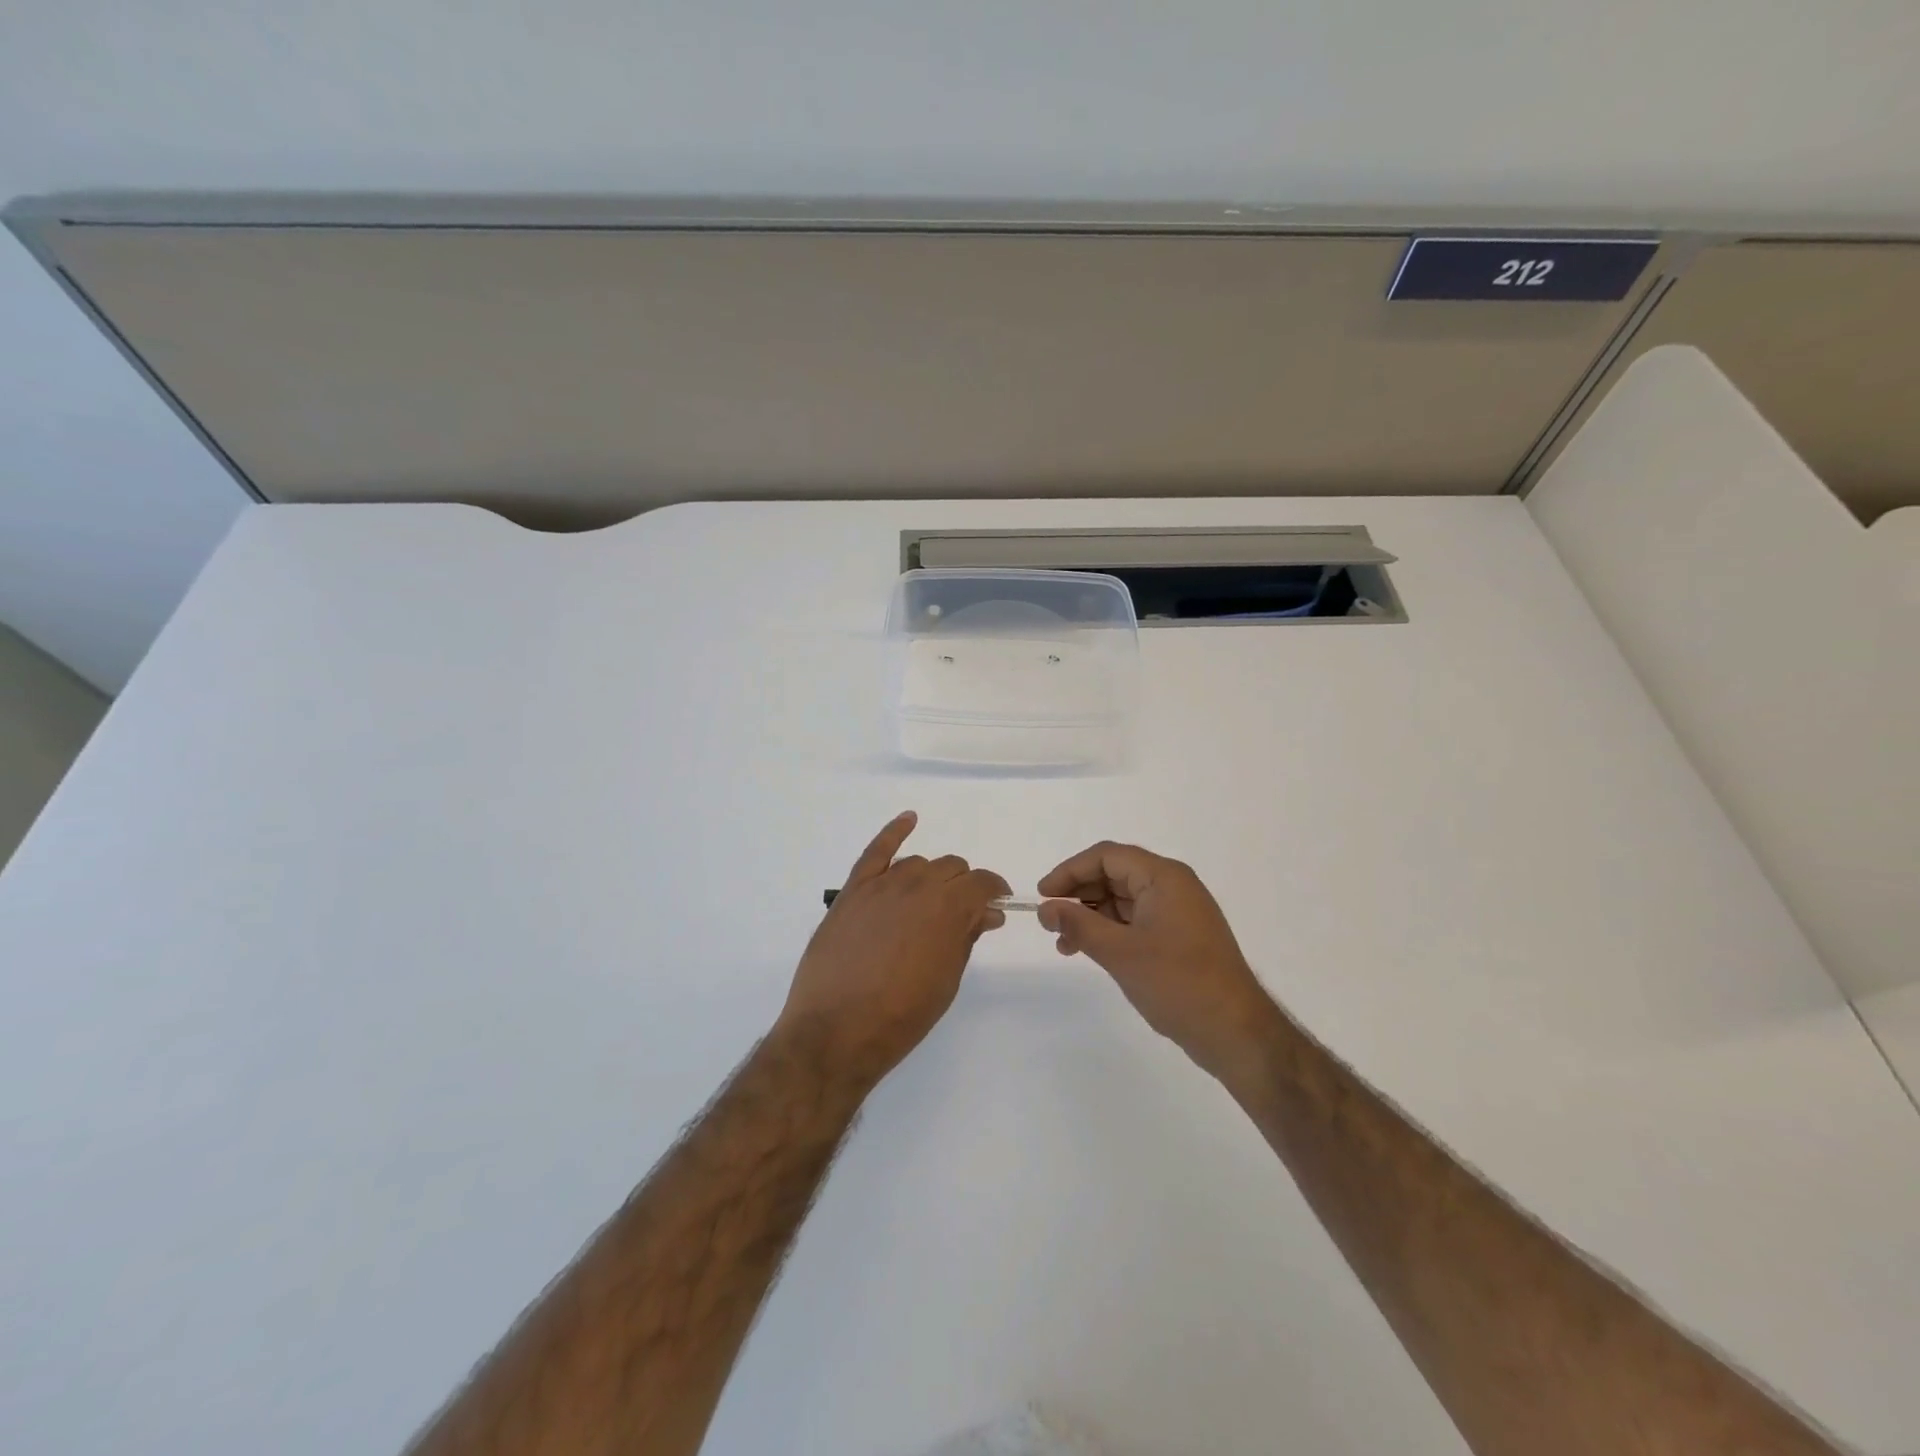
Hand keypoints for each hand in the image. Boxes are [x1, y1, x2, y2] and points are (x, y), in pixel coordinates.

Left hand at [776, 812, 1009, 1092]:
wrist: (836, 1031)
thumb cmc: (901, 1016)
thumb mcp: (946, 980)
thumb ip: (966, 938)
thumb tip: (985, 914)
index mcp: (948, 908)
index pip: (982, 883)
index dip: (994, 892)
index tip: (996, 905)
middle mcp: (917, 885)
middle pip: (951, 868)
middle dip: (964, 886)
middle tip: (963, 913)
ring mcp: (881, 885)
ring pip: (918, 863)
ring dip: (932, 877)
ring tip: (930, 902)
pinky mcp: (852, 891)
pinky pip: (875, 851)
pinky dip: (894, 830)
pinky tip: (909, 819)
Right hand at [1037, 842, 1278, 1077]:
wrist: (1235, 1032)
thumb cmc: (1178, 983)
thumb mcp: (1120, 952)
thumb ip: (1078, 924)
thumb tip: (1045, 908)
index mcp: (1164, 877)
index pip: (1107, 856)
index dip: (1070, 871)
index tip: (1043, 895)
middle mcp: (1173, 886)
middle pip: (1114, 874)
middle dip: (1079, 894)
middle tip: (1049, 919)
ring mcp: (1178, 912)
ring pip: (1122, 900)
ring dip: (1091, 916)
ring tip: (1063, 943)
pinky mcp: (1178, 936)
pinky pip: (1135, 920)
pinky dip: (1109, 931)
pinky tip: (1088, 951)